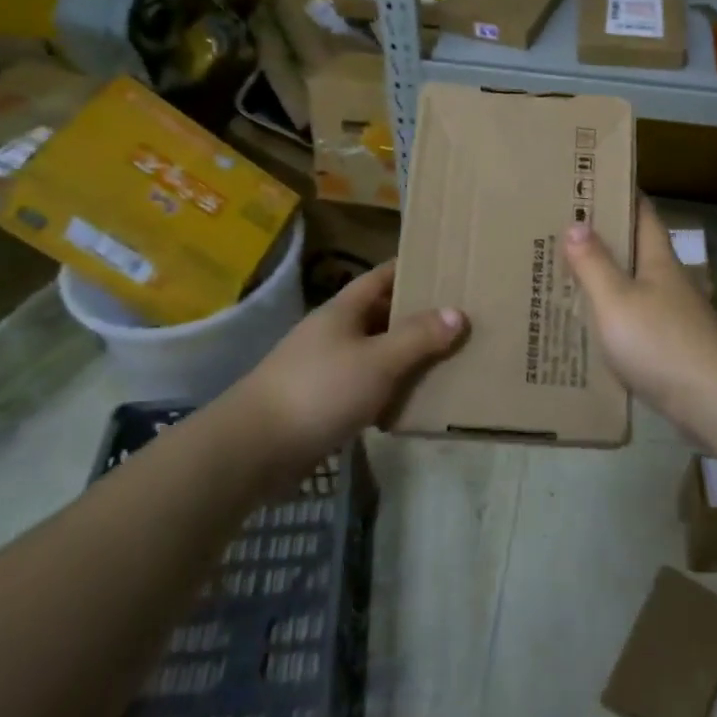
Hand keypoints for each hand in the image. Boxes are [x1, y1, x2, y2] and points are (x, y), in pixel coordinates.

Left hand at [233, 261, 466, 459]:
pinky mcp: (324, 402)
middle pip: (382, 314)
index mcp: (344, 309)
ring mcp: (326, 367)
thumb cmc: (320, 390)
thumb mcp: (378, 360)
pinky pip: (367, 387)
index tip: (448, 268)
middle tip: (461, 318)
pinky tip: (415, 401)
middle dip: (418, 316)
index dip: (413, 269)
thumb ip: (418, 337)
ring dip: (407, 356)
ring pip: (376, 352)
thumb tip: (458, 312)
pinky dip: (390, 390)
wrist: (255, 448)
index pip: (383, 276)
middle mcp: (335, 332)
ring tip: (450, 358)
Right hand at [563, 197, 716, 430]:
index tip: (592, 183)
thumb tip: (576, 223)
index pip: (643, 214)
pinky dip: (614, 316)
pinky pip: (637, 320)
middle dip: (605, 239)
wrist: (713, 401)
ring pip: (635, 286)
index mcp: (659, 260)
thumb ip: (594, 264)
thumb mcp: (616, 300)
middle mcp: (670, 281)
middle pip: (637, 250)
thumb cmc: (661, 343)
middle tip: (563, 231)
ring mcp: (675, 315)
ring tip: (567, 275)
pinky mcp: (674, 346)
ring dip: (607, 279)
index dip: (621, 195)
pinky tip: (592, 327)